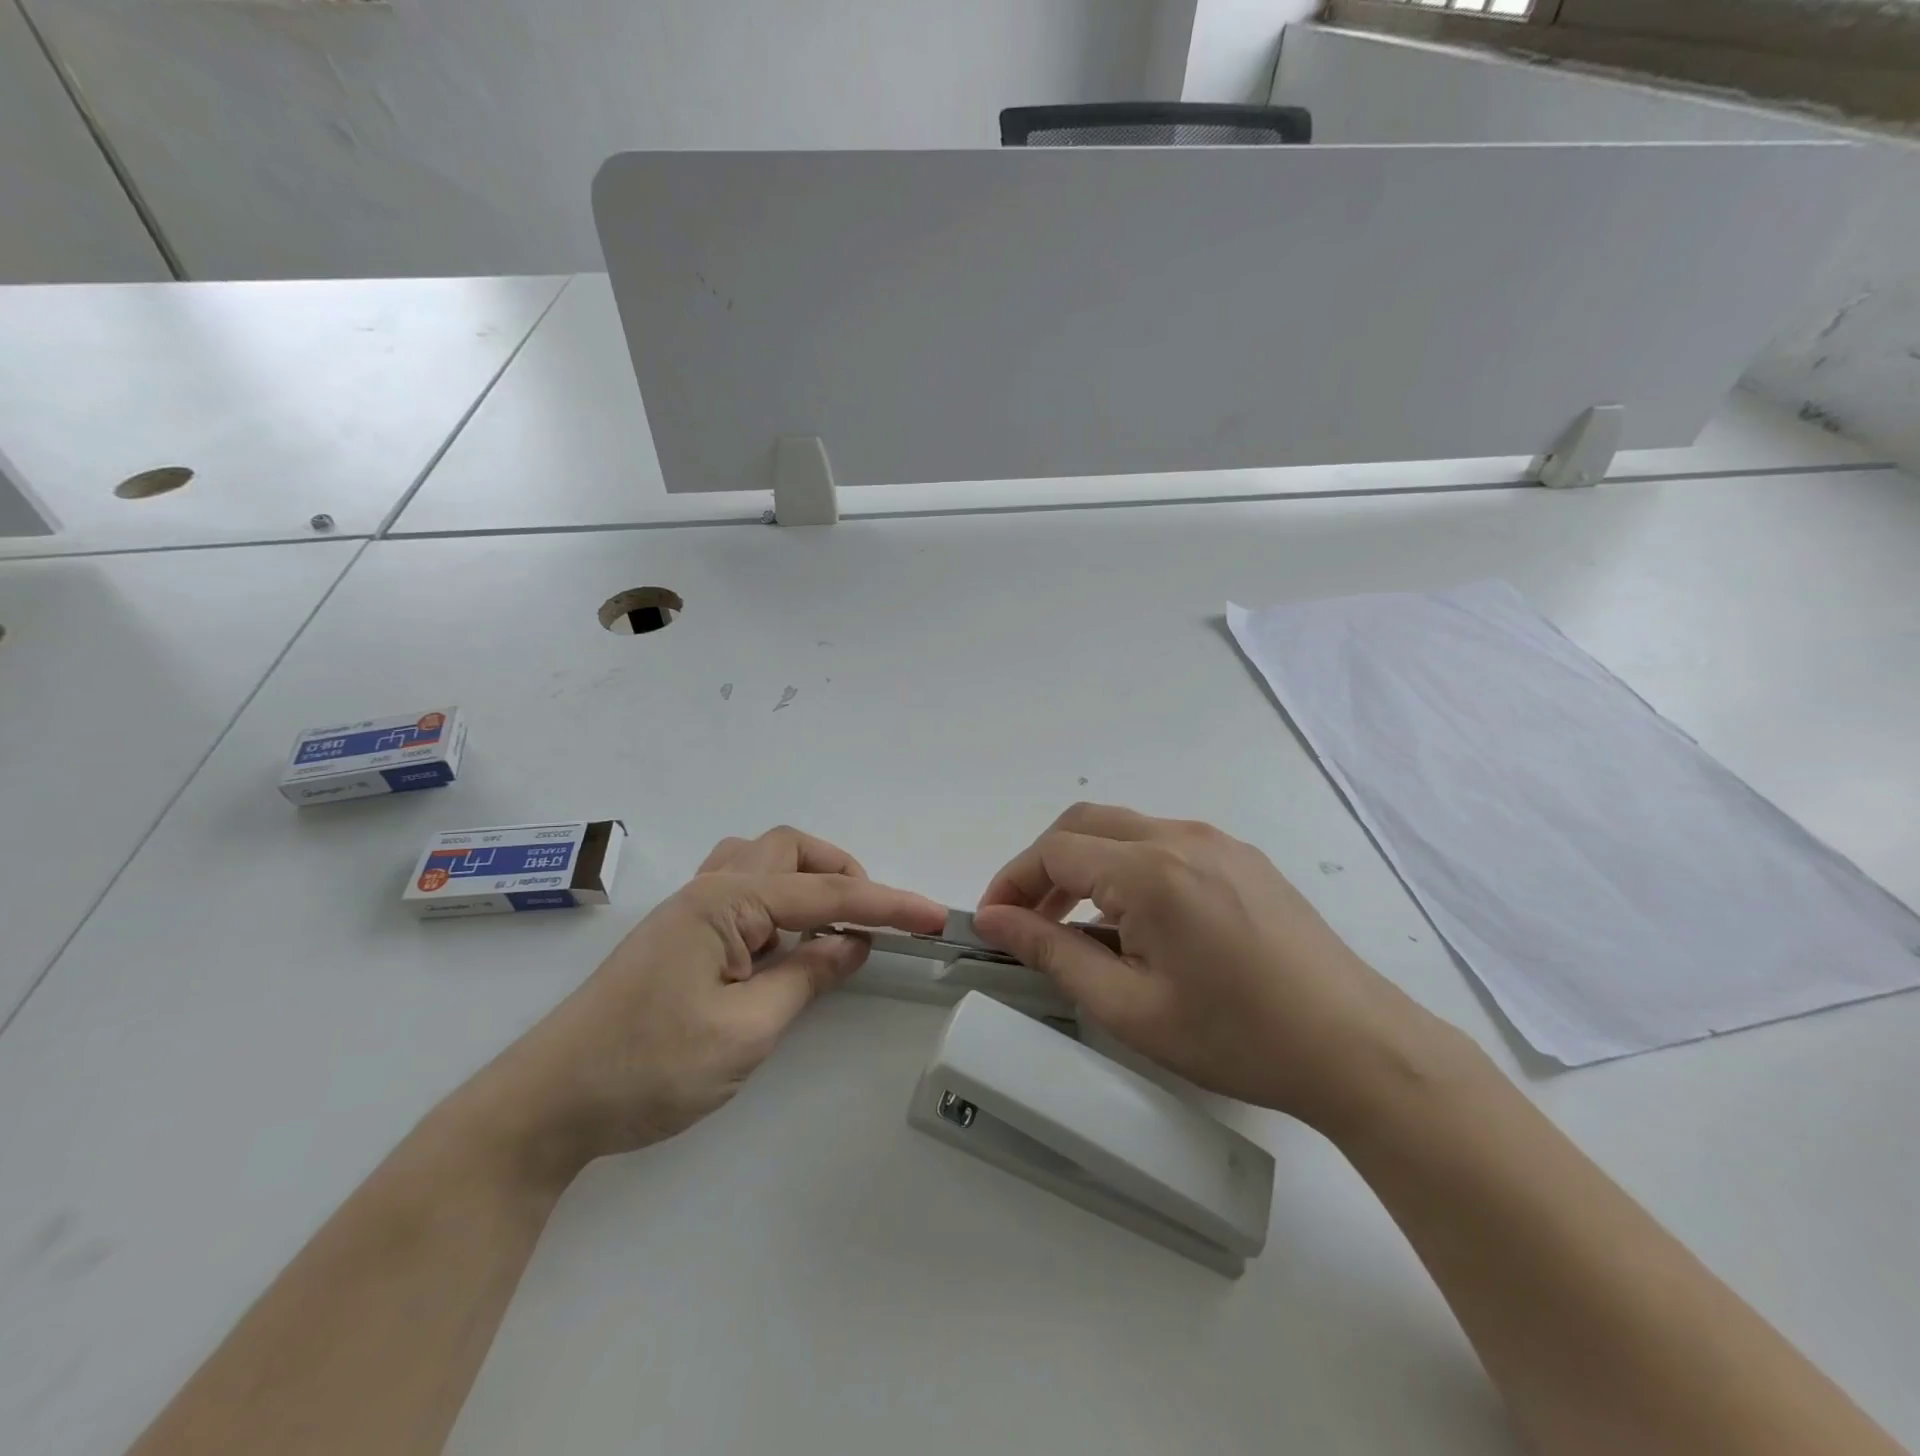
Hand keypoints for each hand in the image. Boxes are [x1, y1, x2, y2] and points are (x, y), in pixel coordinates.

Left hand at [461, 827, 946, 1180]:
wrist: (546, 1105)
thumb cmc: (647, 1068)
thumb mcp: (745, 1031)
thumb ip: (806, 977)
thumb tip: (852, 946)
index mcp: (726, 901)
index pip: (826, 895)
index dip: (886, 905)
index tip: (934, 916)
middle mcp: (708, 888)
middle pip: (790, 850)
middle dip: (842, 874)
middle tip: (872, 921)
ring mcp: (688, 909)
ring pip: (762, 862)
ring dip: (807, 880)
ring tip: (832, 926)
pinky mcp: (679, 933)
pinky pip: (742, 890)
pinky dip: (780, 901)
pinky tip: (784, 941)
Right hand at [973, 804, 1444, 1132]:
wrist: (1356, 1047)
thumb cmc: (1236, 1037)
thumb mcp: (1130, 1007)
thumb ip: (1053, 954)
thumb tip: (995, 921)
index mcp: (1151, 871)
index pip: (1054, 851)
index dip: (1012, 883)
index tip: (991, 923)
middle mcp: (1181, 836)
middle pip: (1083, 824)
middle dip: (1042, 866)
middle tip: (1026, 921)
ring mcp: (1217, 841)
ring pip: (1123, 829)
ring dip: (1084, 865)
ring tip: (1075, 926)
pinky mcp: (1241, 857)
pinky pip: (1162, 843)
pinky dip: (1125, 867)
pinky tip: (1134, 920)